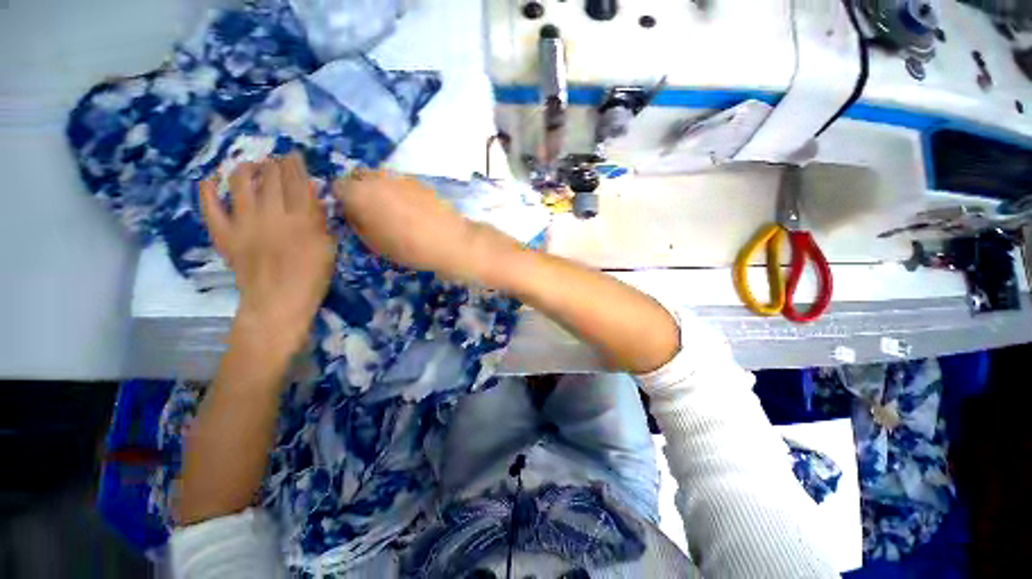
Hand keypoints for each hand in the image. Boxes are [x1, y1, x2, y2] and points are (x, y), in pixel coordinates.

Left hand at [200, 155, 335, 355]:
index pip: (297, 183)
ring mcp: (244, 223)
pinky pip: (211, 207)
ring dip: (245, 169)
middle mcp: (272, 215)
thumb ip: (320, 222)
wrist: (278, 302)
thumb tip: (312, 198)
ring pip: (241, 184)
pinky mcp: (224, 234)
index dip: (295, 166)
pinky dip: (208, 191)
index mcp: (302, 220)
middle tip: (274, 158)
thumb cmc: (312, 277)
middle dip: (273, 164)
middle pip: (271, 179)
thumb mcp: (327, 248)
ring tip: (250, 165)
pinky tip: (211, 180)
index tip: (293, 155)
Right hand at [334, 169, 518, 283]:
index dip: (342, 201)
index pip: (337, 187)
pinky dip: (397, 191)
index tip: (351, 215)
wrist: (451, 241)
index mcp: (360, 193)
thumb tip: (352, 212)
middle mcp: (377, 178)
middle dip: (358, 191)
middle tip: (369, 212)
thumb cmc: (409, 247)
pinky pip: (398, 182)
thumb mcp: (374, 243)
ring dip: (378, 190)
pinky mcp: (419, 181)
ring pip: (379, 177)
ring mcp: (400, 177)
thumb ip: (357, 223)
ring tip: (391, 212)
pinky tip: (409, 209)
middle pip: (358, 177)